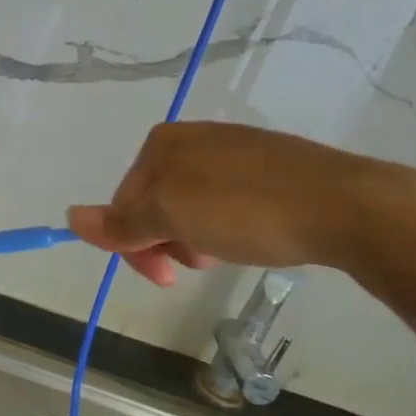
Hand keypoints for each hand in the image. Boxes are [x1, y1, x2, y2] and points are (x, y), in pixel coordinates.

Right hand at [67, 123, 398, 286]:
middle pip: (156, 201)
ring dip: (196, 238)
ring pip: (192, 205)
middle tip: (196, 266)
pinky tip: (252, 238)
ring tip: (226, 254)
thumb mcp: (170, 217)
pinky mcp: (272, 168)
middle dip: (167, 240)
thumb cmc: (244, 209)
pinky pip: (228, 201)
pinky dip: (228, 227)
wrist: (345, 205)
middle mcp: (194, 138)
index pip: (124, 200)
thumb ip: (121, 222)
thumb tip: (70, 218)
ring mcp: (235, 150)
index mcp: (163, 142)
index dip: (134, 243)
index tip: (164, 277)